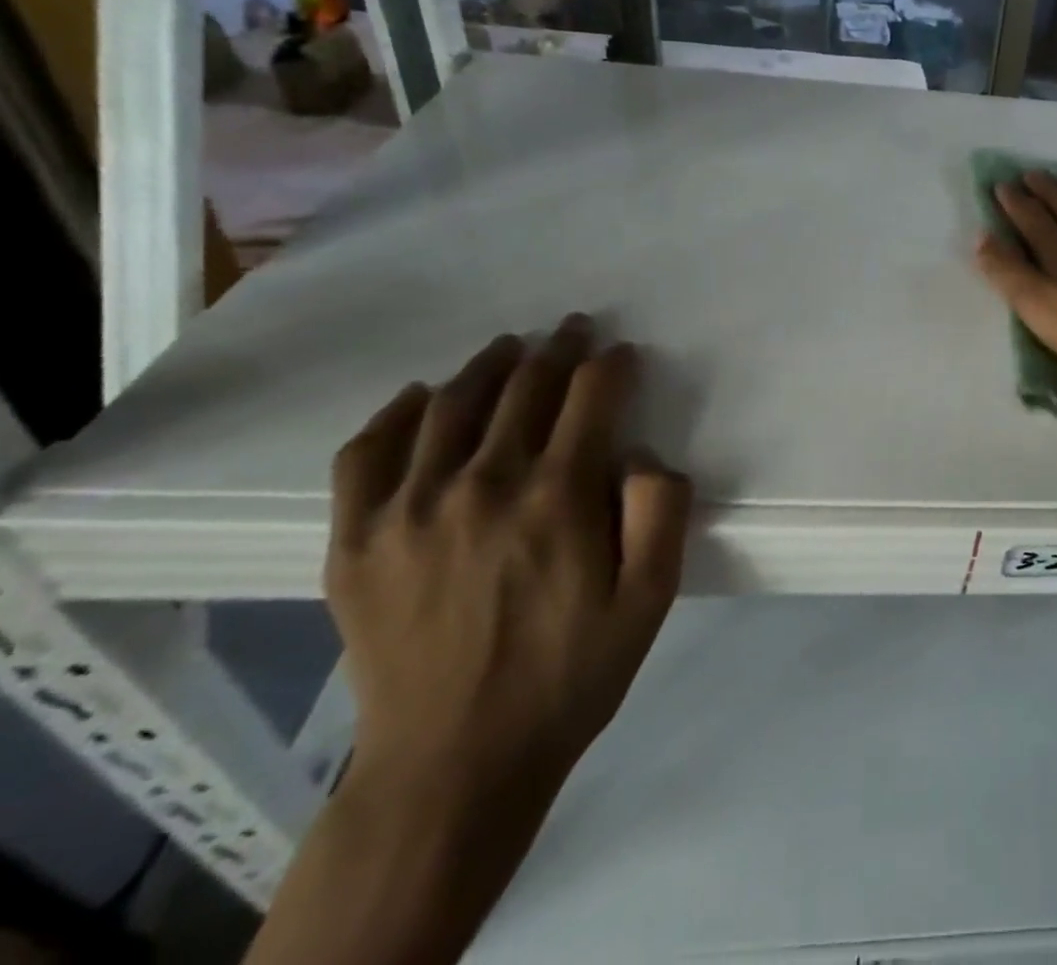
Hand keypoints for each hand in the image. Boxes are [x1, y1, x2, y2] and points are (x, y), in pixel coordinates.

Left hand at [326, 314, 690, 795]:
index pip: (591, 396)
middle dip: (559, 350)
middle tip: (574, 331)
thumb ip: (662, 512)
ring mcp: (408, 509)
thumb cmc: (568, 675)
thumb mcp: (651, 599)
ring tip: (510, 348)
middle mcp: (481, 485)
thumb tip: (642, 454)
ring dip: (489, 365)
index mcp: (556, 497)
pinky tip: (422, 398)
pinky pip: (368, 452)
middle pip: (525, 387)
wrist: (453, 765)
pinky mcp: (355, 540)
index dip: (612, 365)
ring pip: (451, 404)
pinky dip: (397, 413)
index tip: (623, 354)